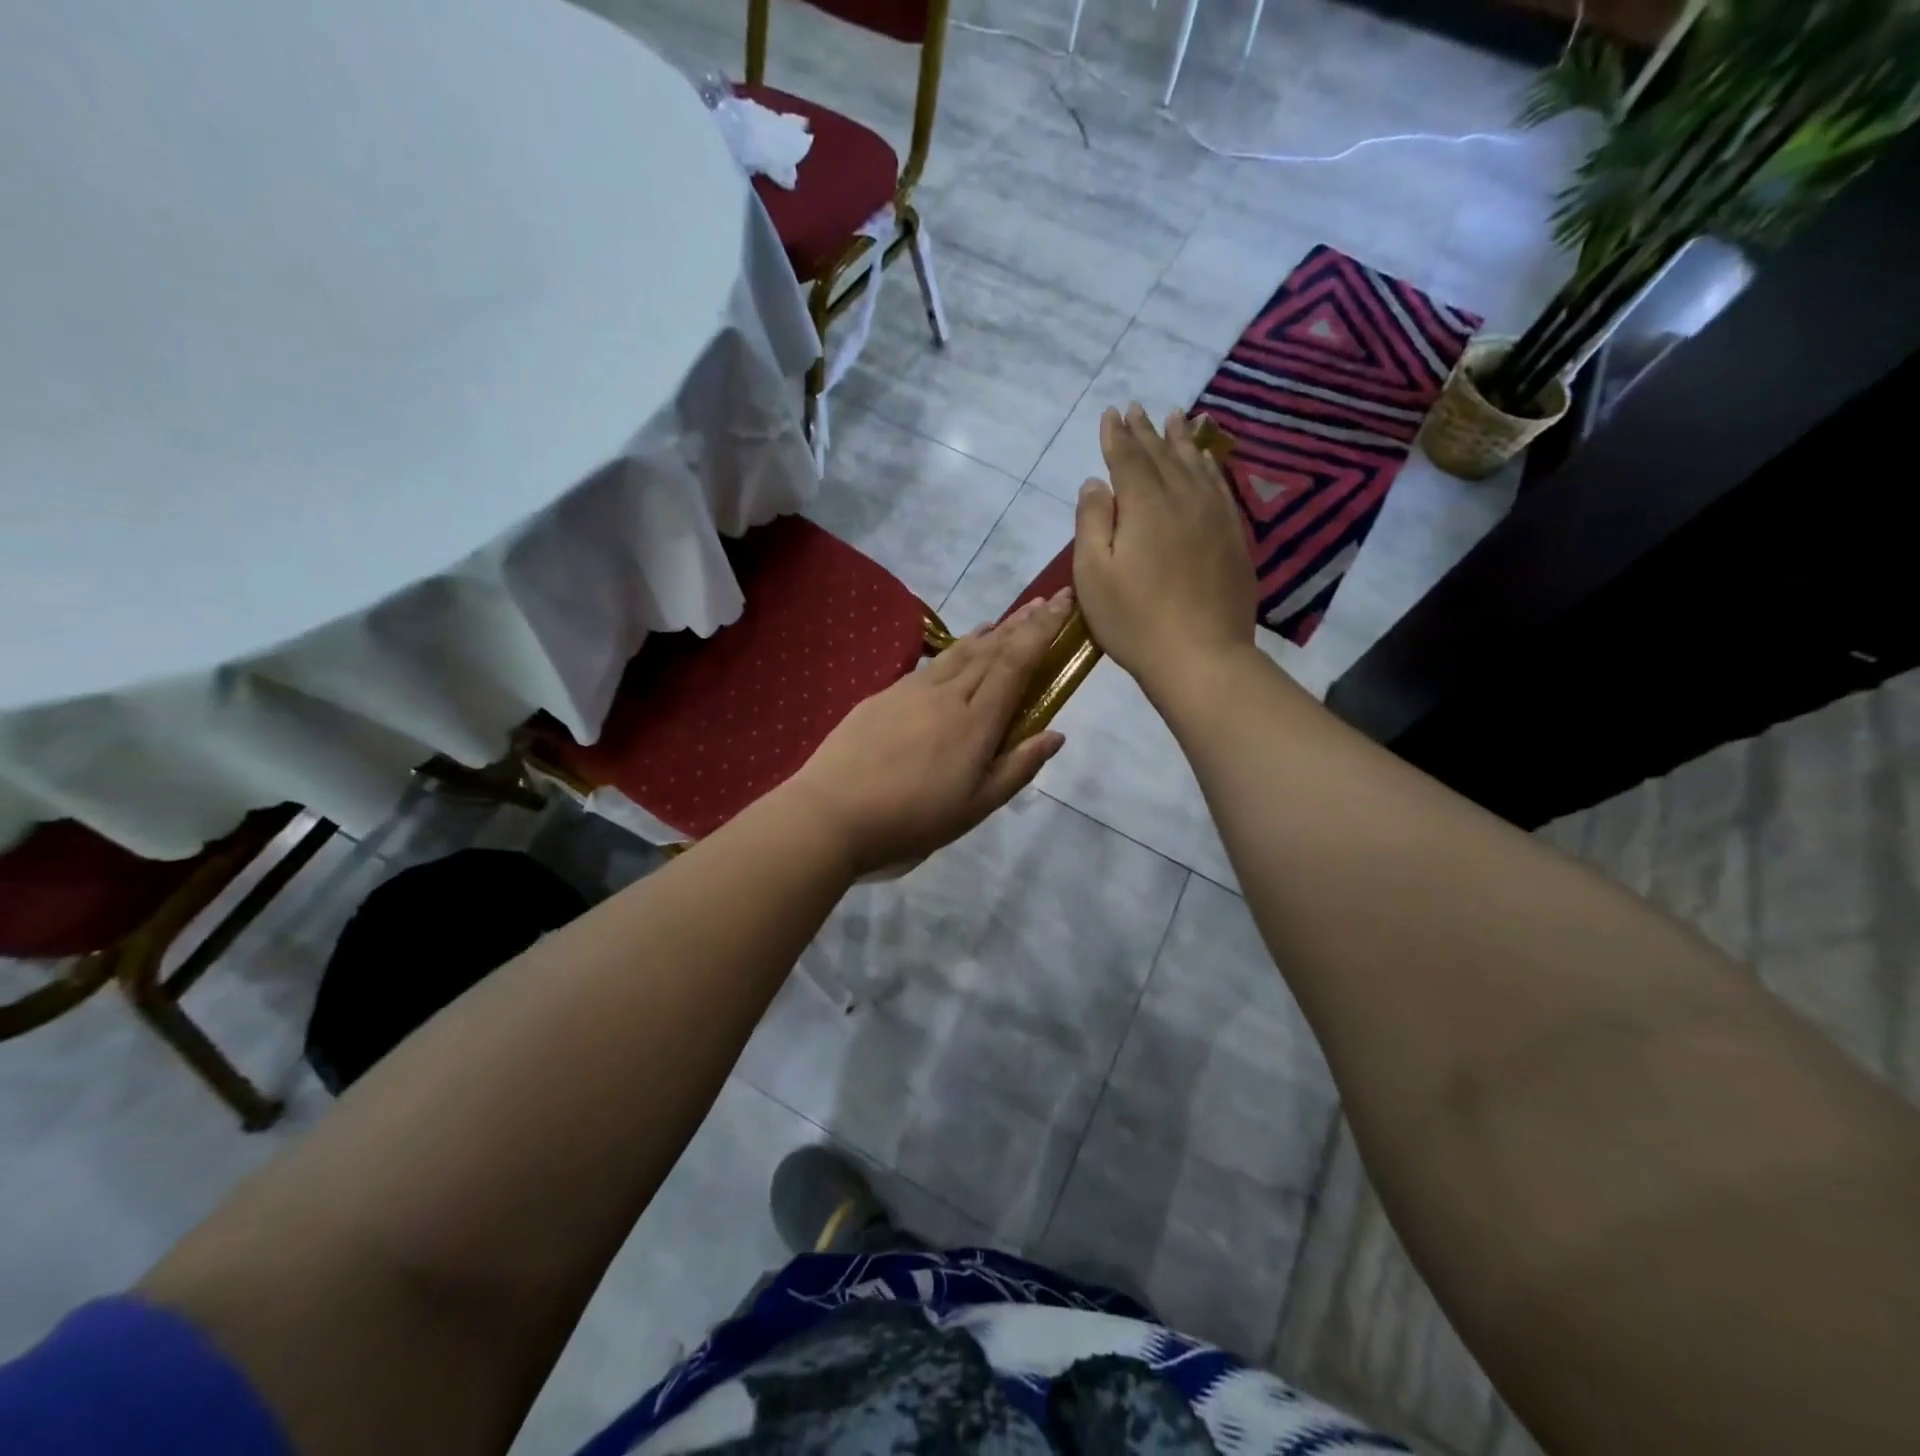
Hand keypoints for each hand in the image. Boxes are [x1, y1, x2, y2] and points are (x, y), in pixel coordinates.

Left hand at [782, 590, 1073, 875]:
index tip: (1063, 601)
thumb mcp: (976, 806)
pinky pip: (932, 664)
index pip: (1016, 663)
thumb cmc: (913, 818)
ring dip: (989, 632)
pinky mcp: (884, 695)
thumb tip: (1055, 734)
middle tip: (1045, 601)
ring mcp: (912, 690)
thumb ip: (1018, 767)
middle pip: (991, 649)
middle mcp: (948, 694)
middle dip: (1022, 623)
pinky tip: (958, 651)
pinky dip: (955, 649)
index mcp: (976, 721)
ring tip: (1007, 620)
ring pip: (960, 652)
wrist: (833, 811)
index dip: (1042, 630)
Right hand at [1073, 403, 1256, 700]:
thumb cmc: (1134, 621)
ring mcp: (1215, 517)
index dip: (1116, 435)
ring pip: (1196, 465)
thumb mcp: (1093, 575)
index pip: (1128, 458)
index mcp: (1145, 506)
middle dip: (1146, 431)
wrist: (1201, 657)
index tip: (1110, 414)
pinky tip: (1207, 461)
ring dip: (1182, 440)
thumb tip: (1096, 482)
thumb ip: (1092, 522)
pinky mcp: (1234, 538)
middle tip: (1137, 408)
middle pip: (1162, 455)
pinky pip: (1221, 487)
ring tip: (1176, 417)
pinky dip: (1210, 467)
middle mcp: (1183, 499)